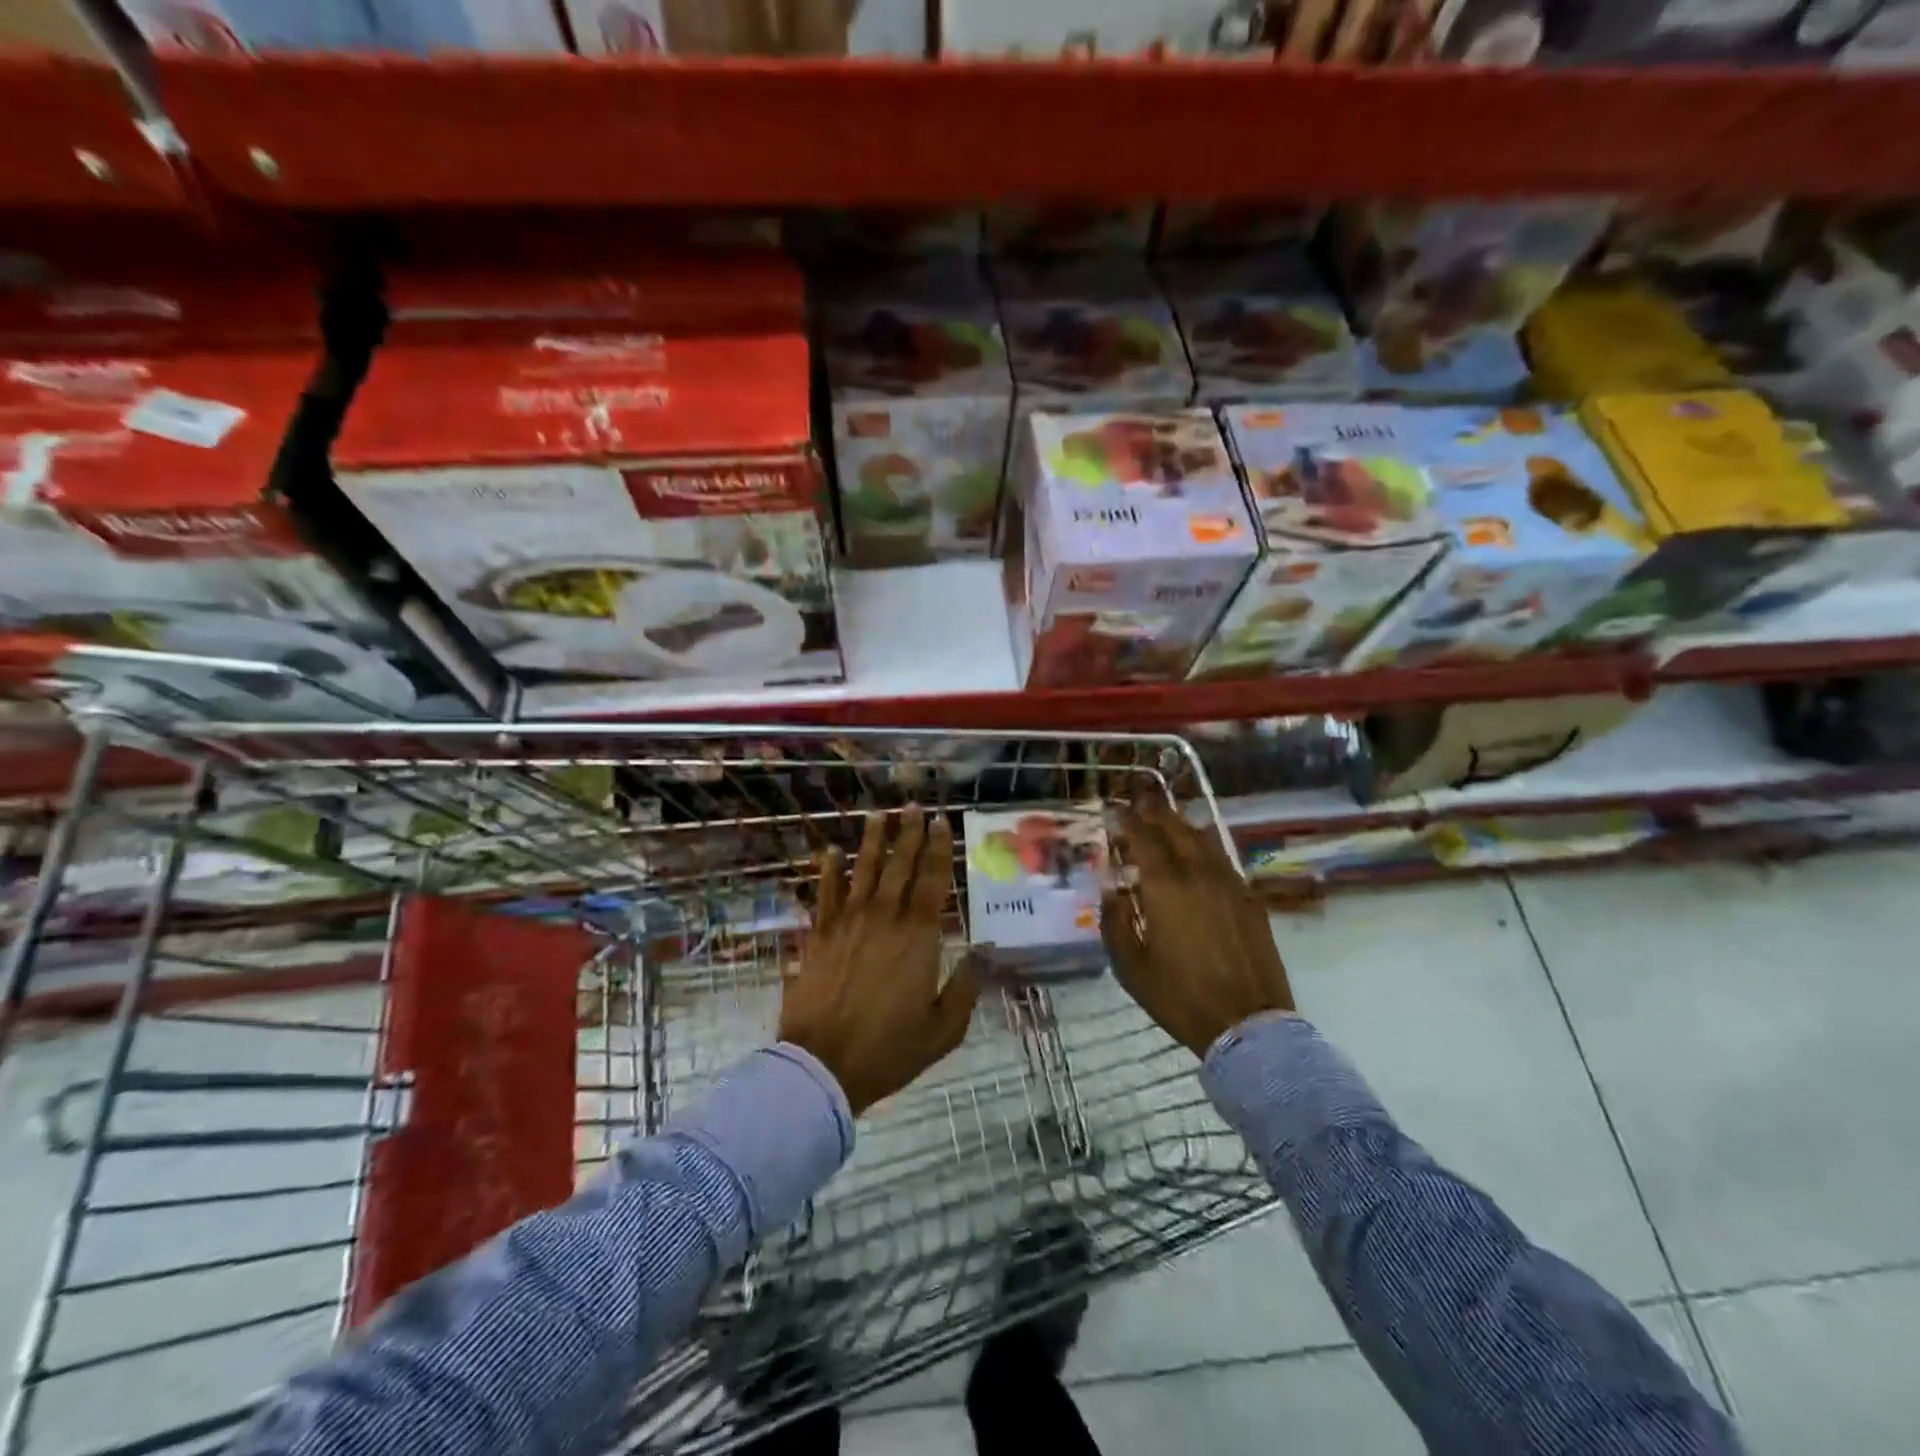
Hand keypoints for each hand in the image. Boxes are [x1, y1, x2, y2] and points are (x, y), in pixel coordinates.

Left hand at [780, 805, 977, 1114]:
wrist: (823, 1066)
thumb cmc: (890, 1050)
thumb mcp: (944, 1029)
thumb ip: (966, 986)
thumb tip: (984, 950)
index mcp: (919, 937)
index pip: (932, 881)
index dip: (938, 848)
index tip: (941, 822)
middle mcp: (885, 919)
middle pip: (899, 865)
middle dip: (908, 833)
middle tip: (912, 806)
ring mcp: (848, 923)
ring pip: (863, 870)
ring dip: (872, 840)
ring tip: (878, 814)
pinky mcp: (818, 935)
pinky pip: (825, 894)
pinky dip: (828, 871)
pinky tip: (831, 852)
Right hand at [1102, 789, 1293, 1056]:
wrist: (1248, 1025)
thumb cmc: (1180, 998)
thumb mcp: (1130, 967)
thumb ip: (1115, 921)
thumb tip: (1112, 889)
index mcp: (1165, 888)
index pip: (1143, 839)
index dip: (1127, 821)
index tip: (1113, 810)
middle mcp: (1198, 875)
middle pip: (1175, 830)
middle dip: (1155, 812)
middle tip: (1139, 800)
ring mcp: (1229, 884)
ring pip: (1202, 839)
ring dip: (1181, 823)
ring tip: (1168, 816)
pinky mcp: (1250, 899)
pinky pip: (1223, 858)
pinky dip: (1206, 844)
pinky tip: (1201, 846)